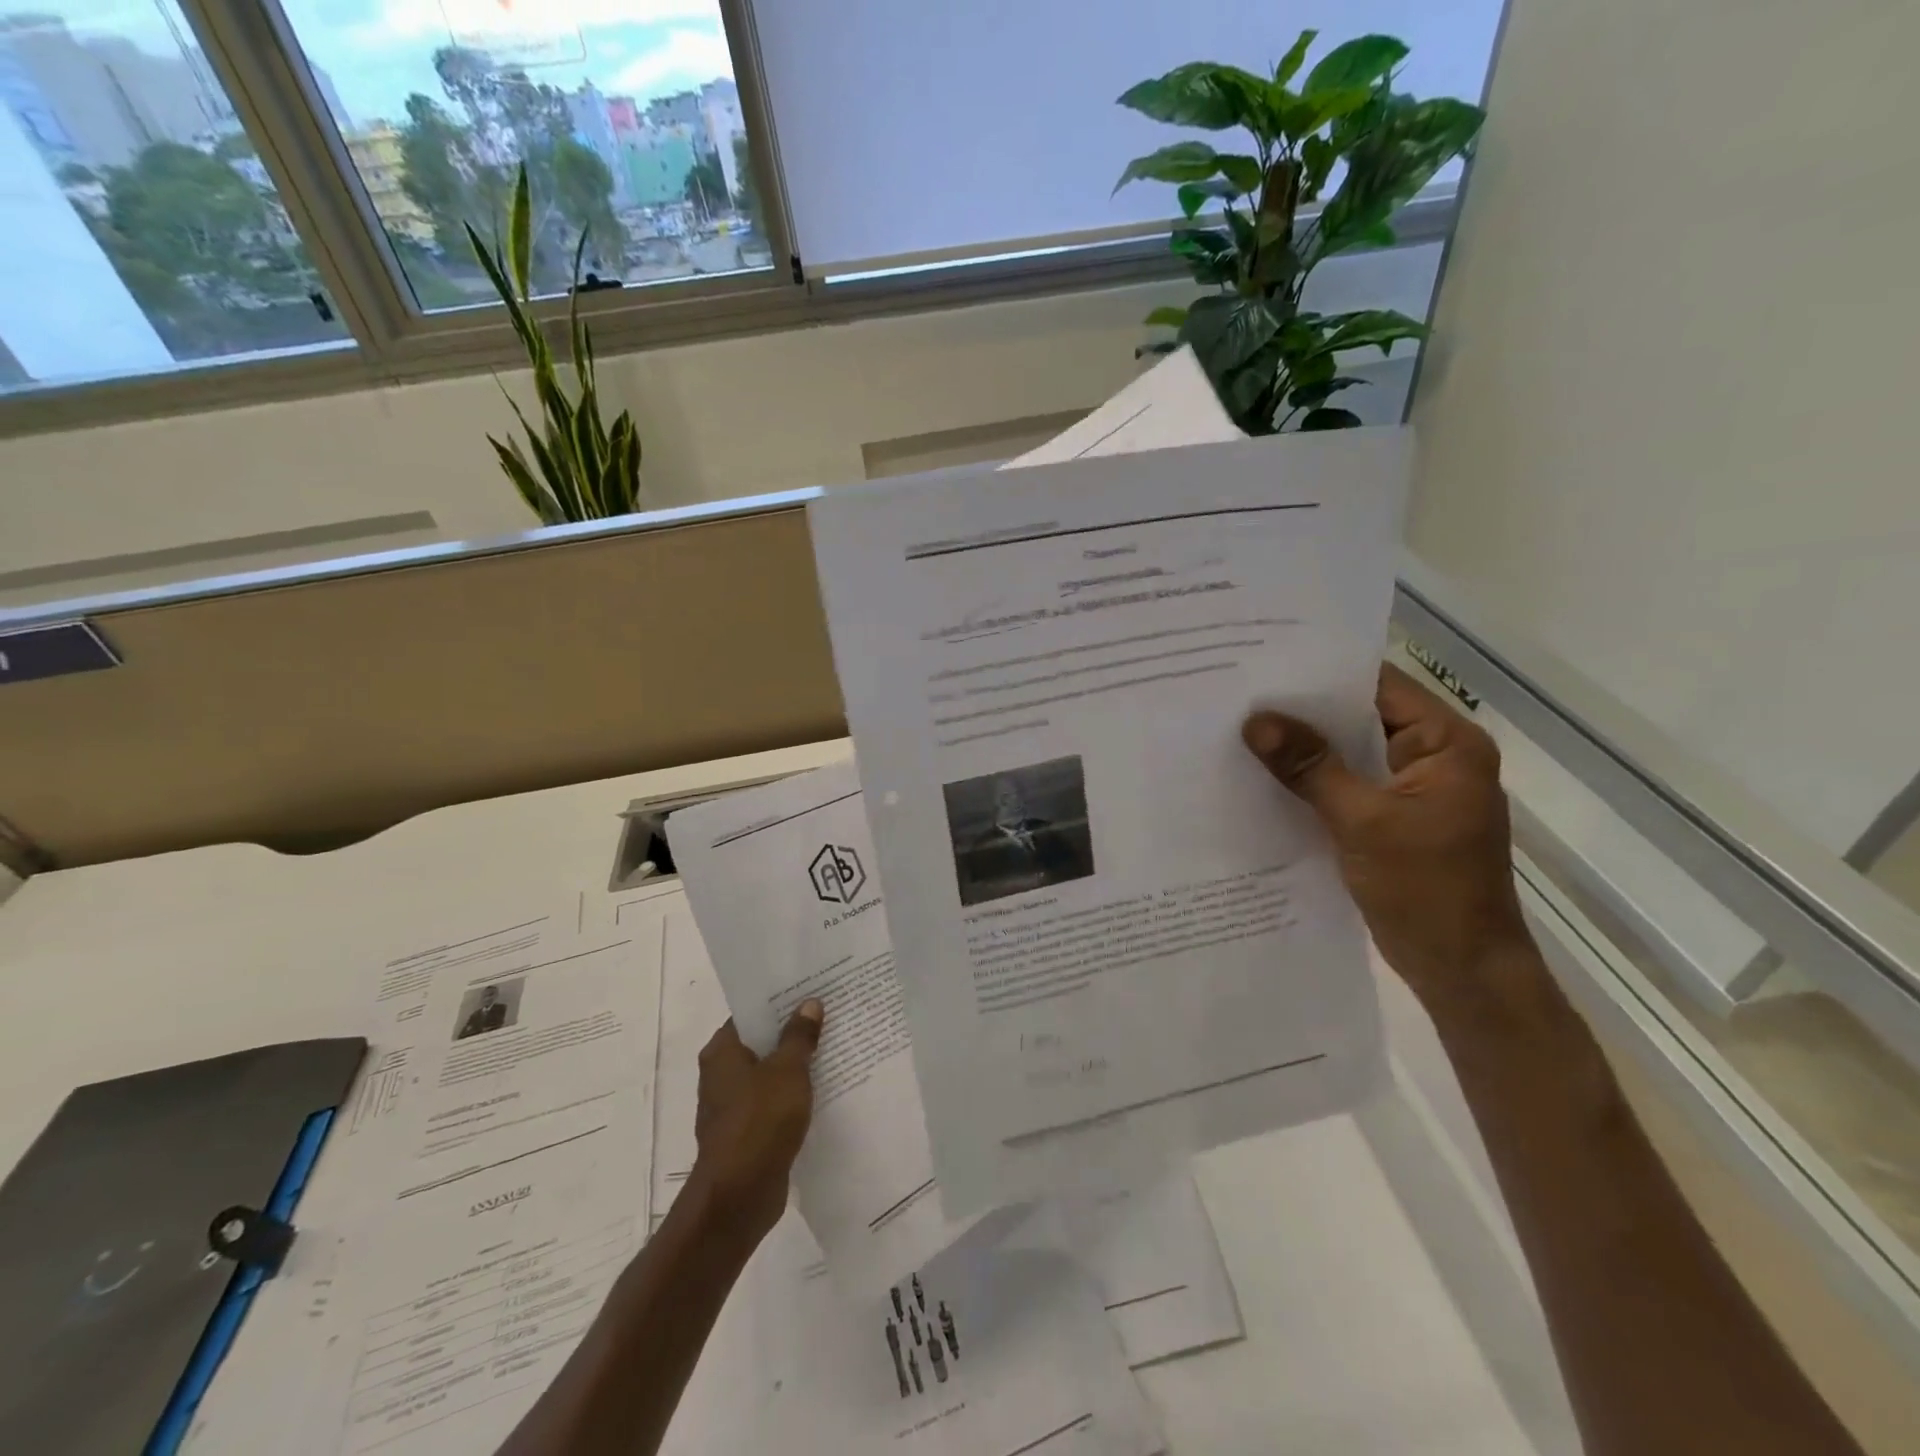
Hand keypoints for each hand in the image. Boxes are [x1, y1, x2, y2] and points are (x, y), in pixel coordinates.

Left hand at [687, 1002, 824, 1244]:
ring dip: (796, 1066)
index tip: (811, 991)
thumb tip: (809, 1003)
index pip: (751, 1014)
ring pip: (770, 1074)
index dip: (780, 1001)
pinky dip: (794, 1096)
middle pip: (762, 1042)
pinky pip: (774, 1103)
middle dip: (793, 1032)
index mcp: (722, 1051)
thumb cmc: (759, 1121)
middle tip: (830, 1015)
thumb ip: (800, 1036)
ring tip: (834, 1048)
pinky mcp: (746, 1133)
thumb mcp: (788, 1071)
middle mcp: (721, 1074)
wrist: (739, 1196)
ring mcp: (732, 1106)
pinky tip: (824, 1091)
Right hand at [1242, 663, 1531, 1014]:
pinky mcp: (1391, 820)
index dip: (1323, 672)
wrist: (1463, 971)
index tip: (1263, 664)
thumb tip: (1255, 721)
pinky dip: (1311, 781)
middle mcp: (1432, 757)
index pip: (1379, 686)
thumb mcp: (1363, 822)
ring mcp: (1412, 791)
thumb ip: (1310, 768)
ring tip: (1241, 729)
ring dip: (1304, 747)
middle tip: (1239, 695)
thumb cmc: (1427, 890)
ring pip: (1349, 754)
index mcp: (1446, 744)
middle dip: (1303, 710)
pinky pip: (1345, 786)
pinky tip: (1264, 777)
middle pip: (1360, 717)